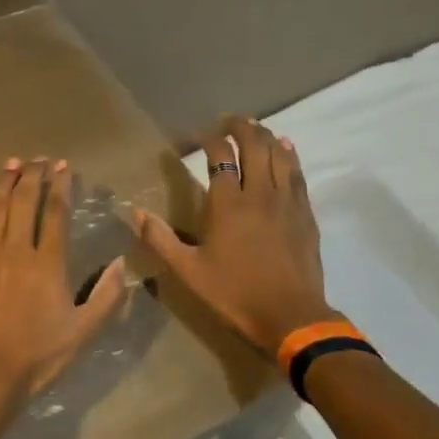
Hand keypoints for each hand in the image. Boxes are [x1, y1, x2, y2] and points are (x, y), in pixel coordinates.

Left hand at [0, 157, 126, 417]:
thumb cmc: (37, 356)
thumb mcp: (84, 332)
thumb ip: (107, 296)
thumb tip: (121, 264)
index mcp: (48, 263)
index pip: (55, 213)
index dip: (60, 186)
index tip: (63, 166)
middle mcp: (16, 251)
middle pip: (23, 203)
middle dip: (32, 176)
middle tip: (38, 159)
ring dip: (3, 183)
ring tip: (11, 164)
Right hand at [134, 117, 337, 356]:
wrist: (291, 316)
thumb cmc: (235, 293)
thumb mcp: (189, 271)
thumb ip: (161, 239)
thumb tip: (133, 212)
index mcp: (228, 203)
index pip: (219, 155)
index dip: (208, 138)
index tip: (197, 135)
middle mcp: (259, 193)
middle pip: (254, 145)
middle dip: (240, 127)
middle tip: (228, 121)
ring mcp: (287, 201)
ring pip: (278, 154)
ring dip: (265, 136)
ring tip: (254, 128)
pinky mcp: (305, 213)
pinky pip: (297, 173)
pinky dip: (289, 155)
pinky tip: (285, 148)